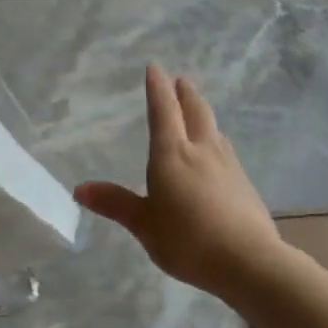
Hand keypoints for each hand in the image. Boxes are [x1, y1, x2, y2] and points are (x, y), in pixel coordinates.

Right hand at [75, 65, 283, 297]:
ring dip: (203, 114)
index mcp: (172, 155)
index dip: (157, 89)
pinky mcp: (244, 183)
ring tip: (197, 110)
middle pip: (195, 112)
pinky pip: (226, 150)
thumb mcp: (144, 224)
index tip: (155, 67)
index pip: (163, 112)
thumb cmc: (187, 240)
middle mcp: (202, 150)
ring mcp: (228, 165)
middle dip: (185, 93)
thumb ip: (115, 203)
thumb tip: (79, 188)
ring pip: (214, 129)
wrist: (248, 260)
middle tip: (181, 80)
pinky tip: (218, 152)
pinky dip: (216, 140)